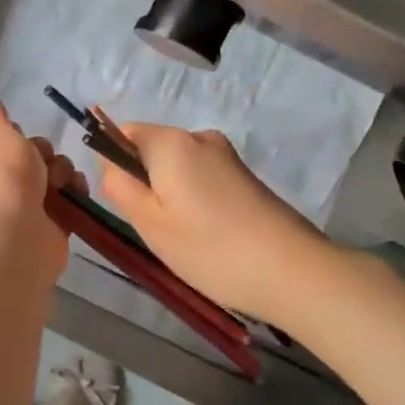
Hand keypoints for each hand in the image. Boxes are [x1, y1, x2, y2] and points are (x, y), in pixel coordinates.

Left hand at [0, 91, 76, 280]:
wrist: (14, 234)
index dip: (4, 135)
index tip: (13, 133)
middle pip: (21, 156)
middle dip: (38, 152)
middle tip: (38, 158)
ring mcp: (14, 210)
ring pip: (46, 175)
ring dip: (59, 171)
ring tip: (57, 180)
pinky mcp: (42, 227)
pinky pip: (63, 200)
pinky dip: (72, 193)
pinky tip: (74, 191)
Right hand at [96, 122, 329, 321]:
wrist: (293, 270)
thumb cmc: (210, 247)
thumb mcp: (149, 222)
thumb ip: (120, 187)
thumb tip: (111, 165)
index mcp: (170, 141)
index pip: (124, 133)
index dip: (115, 164)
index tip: (127, 203)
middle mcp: (199, 137)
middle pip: (152, 150)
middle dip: (145, 182)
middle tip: (154, 227)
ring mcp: (226, 156)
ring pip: (178, 168)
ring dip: (171, 195)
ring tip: (184, 238)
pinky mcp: (245, 177)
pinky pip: (202, 180)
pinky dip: (195, 201)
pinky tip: (208, 236)